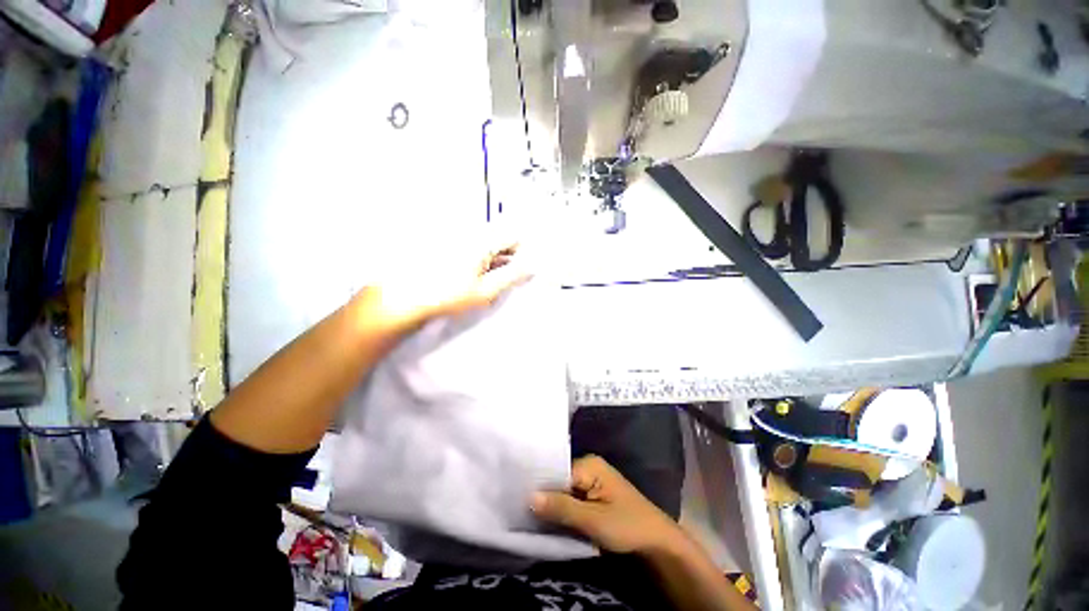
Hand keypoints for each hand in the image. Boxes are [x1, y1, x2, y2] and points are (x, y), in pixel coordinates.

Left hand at [357, 241, 532, 329]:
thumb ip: (512, 276)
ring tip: (483, 281)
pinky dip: (475, 259)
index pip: (513, 237)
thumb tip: (532, 267)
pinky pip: (469, 246)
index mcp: (482, 240)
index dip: (520, 254)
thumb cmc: (449, 294)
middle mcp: (469, 231)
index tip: (517, 272)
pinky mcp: (444, 242)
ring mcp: (455, 236)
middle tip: (500, 280)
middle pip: (498, 238)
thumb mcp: (486, 290)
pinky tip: (469, 276)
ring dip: (490, 260)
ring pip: (483, 243)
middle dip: (505, 257)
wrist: (403, 297)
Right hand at [531, 455, 683, 554]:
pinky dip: (562, 509)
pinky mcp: (594, 495)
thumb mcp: (593, 520)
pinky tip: (549, 519)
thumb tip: (529, 496)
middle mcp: (589, 467)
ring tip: (529, 516)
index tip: (518, 501)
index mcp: (589, 465)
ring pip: (564, 490)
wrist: (657, 542)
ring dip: (552, 505)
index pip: (555, 471)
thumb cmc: (627, 526)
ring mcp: (592, 481)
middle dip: (544, 496)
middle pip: (558, 480)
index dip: (539, 487)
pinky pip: (571, 498)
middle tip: (520, 511)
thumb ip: (562, 507)